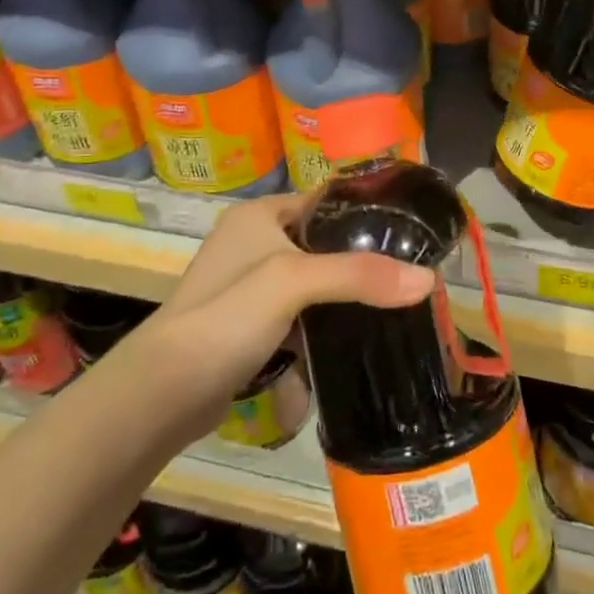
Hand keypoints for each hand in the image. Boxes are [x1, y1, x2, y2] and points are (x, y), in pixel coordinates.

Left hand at [121, 193, 434, 440]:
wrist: (163, 393)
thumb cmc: (227, 315)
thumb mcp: (294, 282)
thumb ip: (359, 276)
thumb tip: (429, 280)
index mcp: (259, 215)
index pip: (325, 200)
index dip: (366, 213)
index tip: (411, 232)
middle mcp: (252, 242)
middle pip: (321, 243)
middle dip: (359, 262)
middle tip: (406, 276)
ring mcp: (248, 286)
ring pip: (312, 282)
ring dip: (341, 296)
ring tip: (390, 305)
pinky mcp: (248, 326)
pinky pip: (297, 316)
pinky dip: (319, 325)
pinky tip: (351, 337)